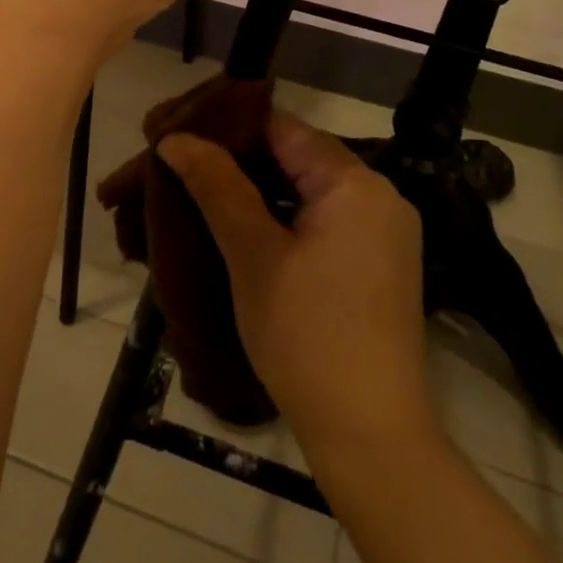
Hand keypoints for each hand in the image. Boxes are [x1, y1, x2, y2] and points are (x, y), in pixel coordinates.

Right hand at [157, 113, 433, 453]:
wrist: (371, 436)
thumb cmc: (306, 335)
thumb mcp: (253, 255)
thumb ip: (217, 186)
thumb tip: (175, 137)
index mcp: (355, 183)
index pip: (284, 128)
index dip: (230, 126)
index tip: (183, 135)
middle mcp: (381, 194)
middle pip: (300, 155)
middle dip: (243, 159)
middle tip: (187, 167)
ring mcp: (387, 230)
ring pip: (313, 187)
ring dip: (264, 189)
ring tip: (209, 194)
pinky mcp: (382, 262)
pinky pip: (328, 217)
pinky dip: (290, 216)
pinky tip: (251, 229)